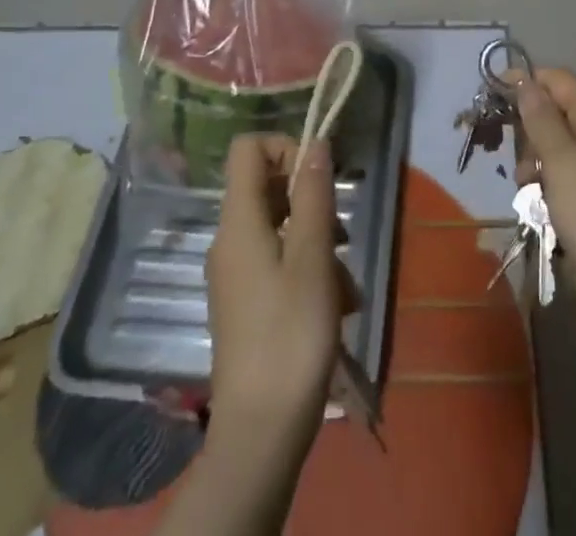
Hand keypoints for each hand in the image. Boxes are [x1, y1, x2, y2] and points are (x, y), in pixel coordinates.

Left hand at [205, 134, 343, 454]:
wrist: (260, 433)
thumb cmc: (290, 336)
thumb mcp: (312, 258)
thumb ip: (314, 194)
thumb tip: (315, 142)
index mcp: (238, 221)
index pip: (247, 148)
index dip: (284, 147)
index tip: (317, 178)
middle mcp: (229, 240)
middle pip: (267, 187)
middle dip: (311, 201)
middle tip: (342, 236)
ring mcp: (235, 273)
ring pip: (280, 228)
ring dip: (318, 242)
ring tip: (346, 285)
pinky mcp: (246, 303)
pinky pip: (277, 263)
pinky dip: (307, 271)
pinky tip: (336, 307)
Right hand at [515, 68, 575, 320]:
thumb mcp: (560, 163)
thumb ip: (540, 118)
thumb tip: (525, 81)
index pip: (556, 78)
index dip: (523, 83)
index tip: (491, 101)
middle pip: (560, 110)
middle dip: (531, 132)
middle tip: (517, 167)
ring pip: (564, 144)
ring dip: (540, 163)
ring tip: (529, 194)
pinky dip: (557, 183)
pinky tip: (547, 209)